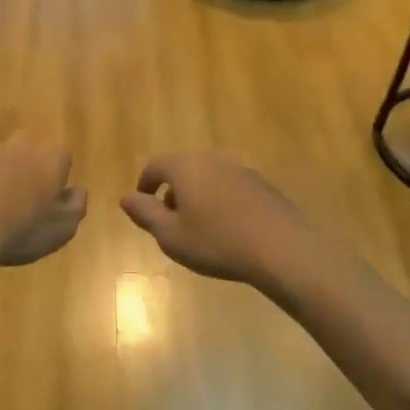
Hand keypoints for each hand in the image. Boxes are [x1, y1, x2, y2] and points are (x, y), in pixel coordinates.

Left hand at [0, 137, 86, 272]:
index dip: (58, 173)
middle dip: (27, 165)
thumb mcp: (62, 230)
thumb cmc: (20, 233)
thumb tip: (77, 190)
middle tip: (22, 196)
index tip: (51, 195)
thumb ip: (76, 205)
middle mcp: (18, 147)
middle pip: (28, 146)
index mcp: (48, 160)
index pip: (61, 154)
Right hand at [120, 153, 313, 287]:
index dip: (145, 184)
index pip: (155, 166)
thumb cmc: (216, 242)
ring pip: (209, 177)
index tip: (143, 206)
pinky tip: (228, 229)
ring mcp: (241, 170)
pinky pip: (231, 188)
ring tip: (198, 227)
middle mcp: (213, 160)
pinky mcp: (263, 186)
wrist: (282, 250)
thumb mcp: (170, 235)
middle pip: (183, 168)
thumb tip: (127, 198)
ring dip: (197, 196)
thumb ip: (145, 213)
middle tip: (169, 219)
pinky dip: (221, 201)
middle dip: (172, 191)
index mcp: (186, 167)